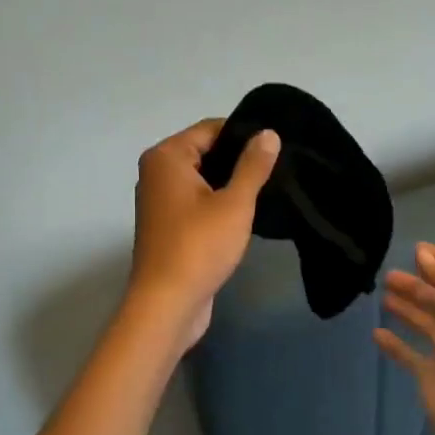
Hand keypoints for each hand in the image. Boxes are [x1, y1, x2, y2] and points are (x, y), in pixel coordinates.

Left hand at [130, 119, 280, 348]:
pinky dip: (219, 203)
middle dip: (239, 160)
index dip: (245, 135)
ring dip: (230, 184)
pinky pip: (198, 201)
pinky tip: (246, 214)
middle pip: (206, 151)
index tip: (277, 147)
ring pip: (203, 179)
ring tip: (267, 190)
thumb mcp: (234, 203)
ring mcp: (160, 201)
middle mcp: (157, 173)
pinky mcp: (168, 226)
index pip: (211, 128)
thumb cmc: (199, 247)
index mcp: (166, 157)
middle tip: (278, 169)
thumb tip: (268, 133)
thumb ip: (253, 165)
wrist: (167, 305)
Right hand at [374, 243, 434, 434]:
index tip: (417, 249)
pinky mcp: (428, 375)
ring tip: (383, 295)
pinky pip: (407, 354)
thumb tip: (422, 254)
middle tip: (389, 275)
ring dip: (405, 308)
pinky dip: (393, 343)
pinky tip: (376, 333)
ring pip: (422, 323)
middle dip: (416, 285)